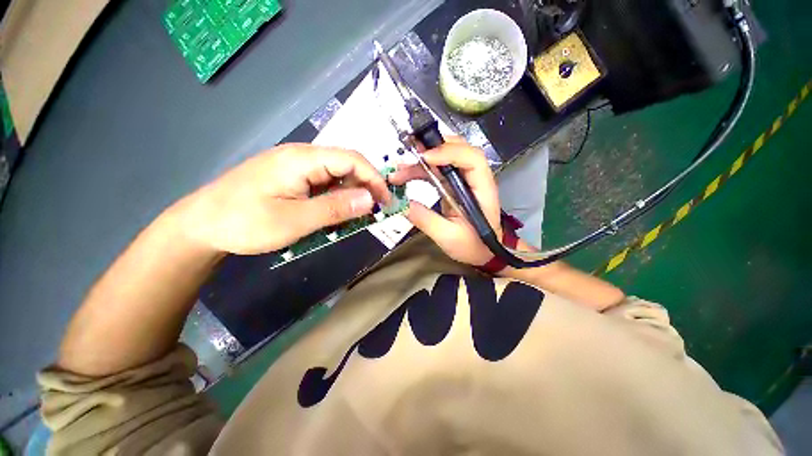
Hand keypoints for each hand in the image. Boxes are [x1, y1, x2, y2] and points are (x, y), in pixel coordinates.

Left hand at [178, 144, 390, 254]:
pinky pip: (323, 184)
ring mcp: (295, 167)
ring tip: (354, 217)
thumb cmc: (244, 222)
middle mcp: (302, 156)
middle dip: (364, 188)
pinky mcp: (291, 178)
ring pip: (336, 176)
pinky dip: (335, 199)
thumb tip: (370, 199)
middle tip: (373, 212)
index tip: (386, 201)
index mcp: (302, 159)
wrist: (200, 225)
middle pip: (346, 166)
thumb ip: (335, 208)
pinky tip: (334, 214)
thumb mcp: (295, 220)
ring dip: (349, 195)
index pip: (352, 160)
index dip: (374, 179)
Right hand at [389, 137, 501, 265]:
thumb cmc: (472, 245)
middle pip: (458, 149)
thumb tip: (401, 204)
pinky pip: (437, 170)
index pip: (472, 159)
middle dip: (431, 148)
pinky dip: (420, 170)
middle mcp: (474, 178)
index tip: (424, 158)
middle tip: (407, 152)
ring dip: (420, 161)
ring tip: (398, 171)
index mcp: (482, 189)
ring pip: (444, 158)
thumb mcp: (448, 237)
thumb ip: (425, 220)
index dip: (449, 153)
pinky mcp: (453, 185)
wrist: (482, 251)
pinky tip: (405, 175)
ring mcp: (463, 180)